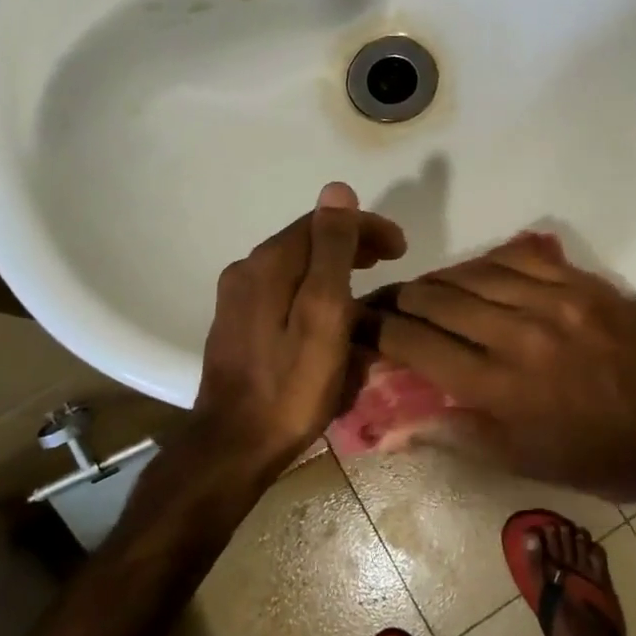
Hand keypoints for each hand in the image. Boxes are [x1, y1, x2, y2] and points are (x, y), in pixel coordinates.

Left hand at [192, 182, 405, 470]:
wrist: (233, 445)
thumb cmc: (291, 385)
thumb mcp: (324, 314)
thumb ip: (332, 250)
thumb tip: (337, 189)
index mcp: (269, 262)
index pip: (323, 221)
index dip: (366, 226)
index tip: (401, 247)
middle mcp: (247, 268)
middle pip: (307, 240)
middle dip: (351, 242)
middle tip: (389, 259)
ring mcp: (237, 297)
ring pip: (294, 264)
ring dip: (332, 264)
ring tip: (365, 282)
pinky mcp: (236, 322)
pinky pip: (282, 288)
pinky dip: (311, 287)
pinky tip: (327, 310)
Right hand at [369, 234, 635, 498]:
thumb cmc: (596, 457)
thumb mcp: (521, 462)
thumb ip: (454, 433)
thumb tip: (393, 420)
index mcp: (500, 387)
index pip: (417, 344)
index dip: (380, 330)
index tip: (362, 325)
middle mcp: (519, 334)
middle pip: (437, 298)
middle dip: (401, 299)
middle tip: (387, 304)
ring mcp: (554, 300)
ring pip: (473, 271)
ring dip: (440, 279)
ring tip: (426, 289)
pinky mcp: (582, 282)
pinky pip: (519, 256)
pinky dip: (488, 263)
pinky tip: (477, 272)